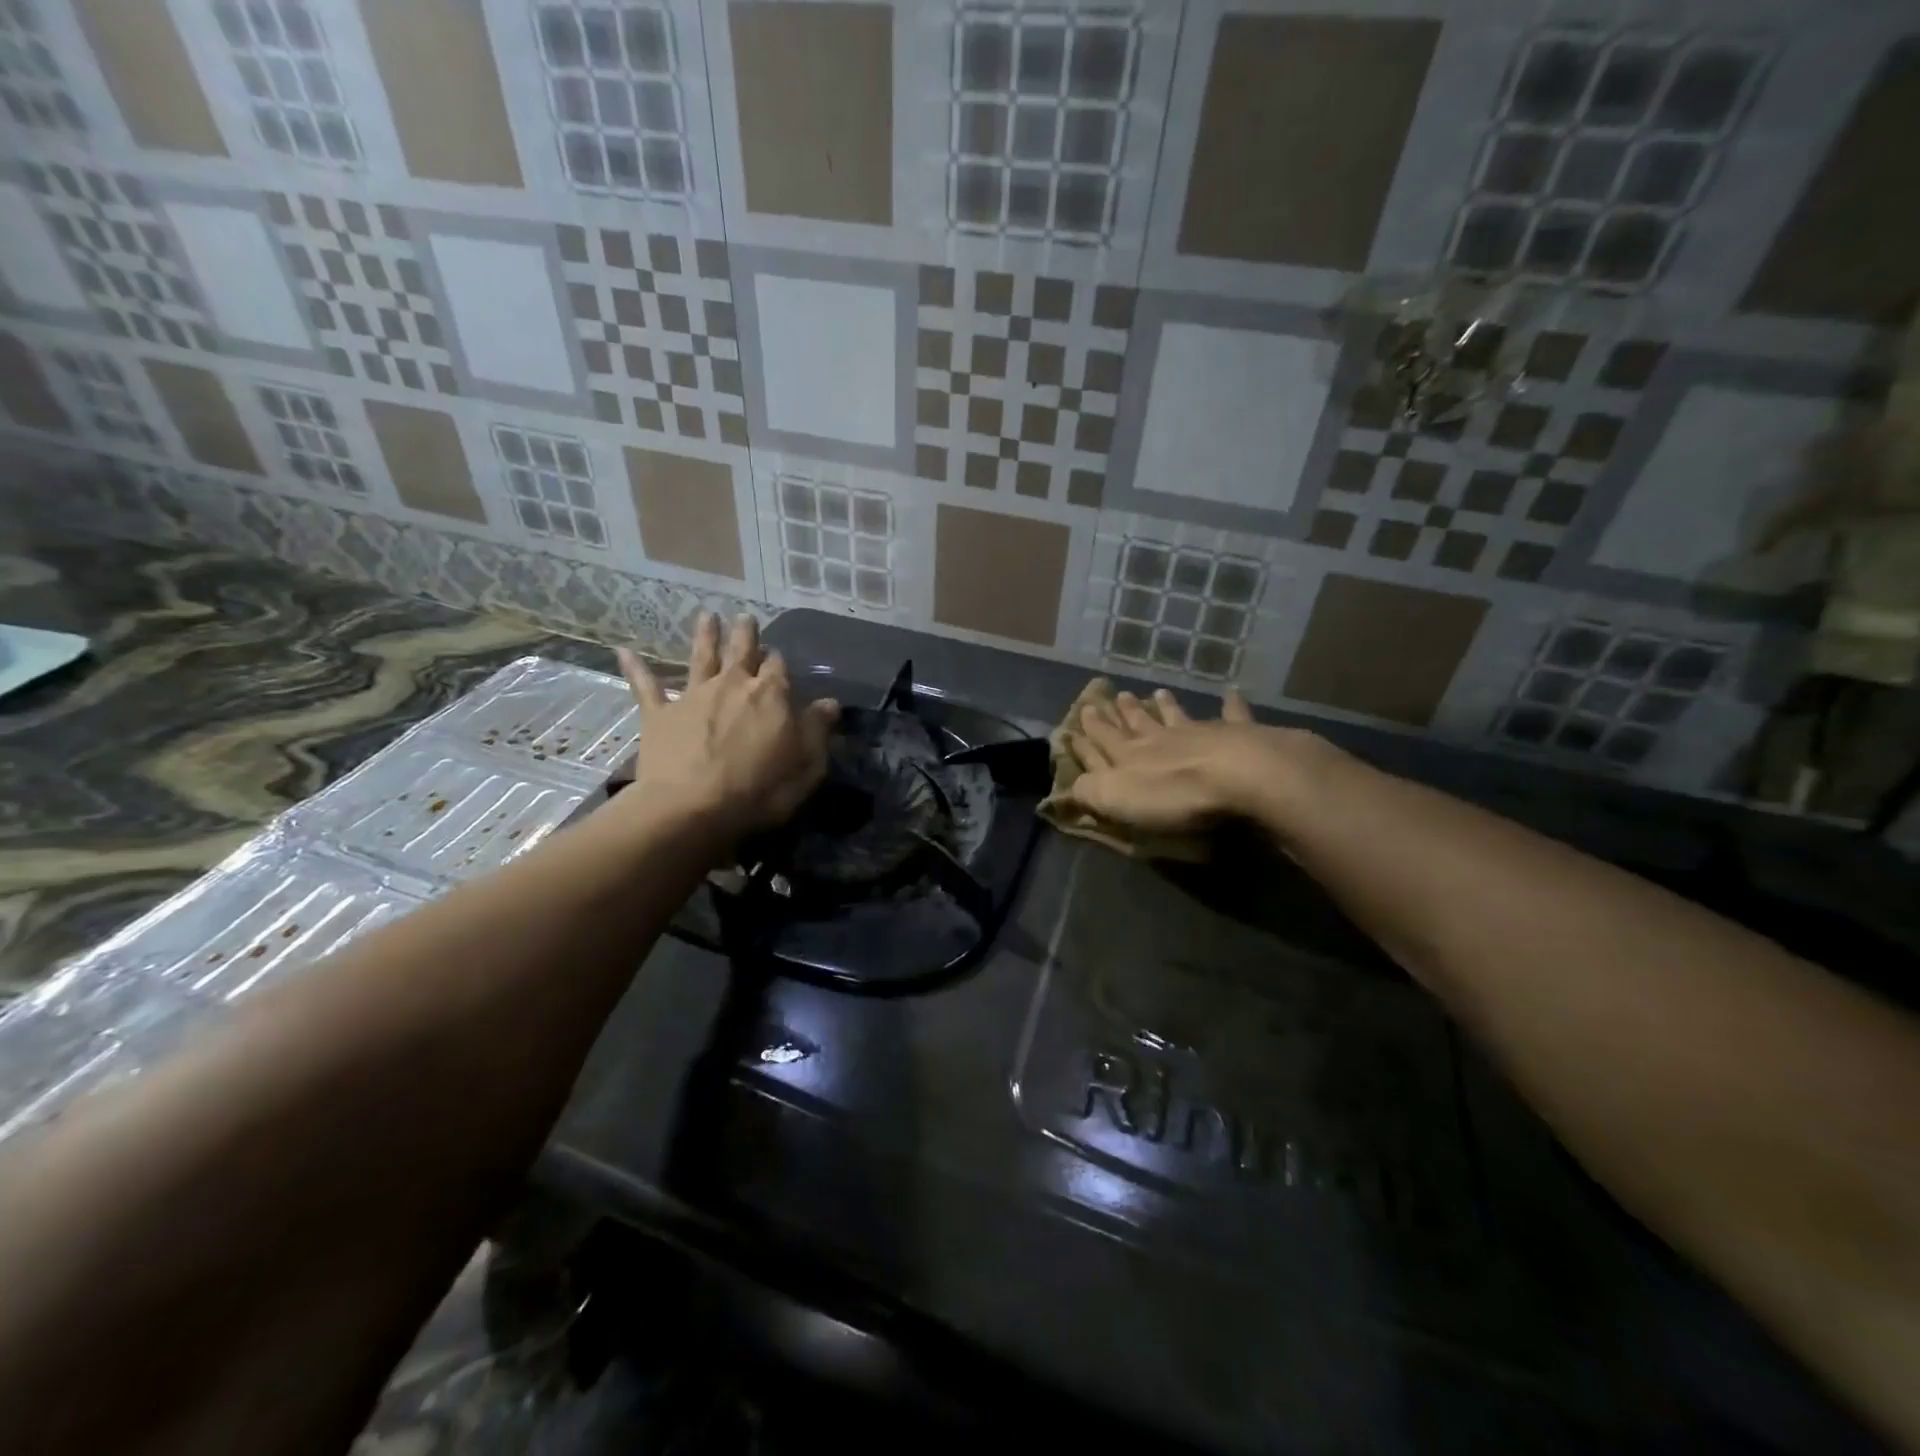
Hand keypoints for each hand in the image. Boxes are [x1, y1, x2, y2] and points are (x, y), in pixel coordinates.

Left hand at [616, 613, 837, 838]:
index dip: (779, 661)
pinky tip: (625, 652)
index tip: (778, 657)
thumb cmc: (760, 790)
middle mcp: (733, 685)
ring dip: (704, 636)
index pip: (779, 668)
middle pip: (741, 651)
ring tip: (706, 616)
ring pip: (701, 658)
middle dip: (745, 633)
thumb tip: (830, 702)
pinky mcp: (659, 714)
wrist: (692, 808)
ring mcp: (693, 696)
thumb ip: (818, 730)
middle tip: (744, 617)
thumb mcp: (807, 765)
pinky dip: (636, 669)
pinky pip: (646, 686)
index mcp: (771, 696)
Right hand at [1067, 688, 1306, 834]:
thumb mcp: (1117, 799)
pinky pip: (1232, 715)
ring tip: (1159, 692)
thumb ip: (1091, 790)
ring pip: (1177, 716)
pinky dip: (1231, 704)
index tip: (1083, 712)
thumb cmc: (1173, 795)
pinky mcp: (1237, 735)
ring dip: (1167, 706)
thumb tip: (1071, 784)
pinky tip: (1232, 691)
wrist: (1237, 776)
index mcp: (1129, 756)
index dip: (1091, 731)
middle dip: (1125, 712)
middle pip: (1139, 723)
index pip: (1103, 741)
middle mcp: (1160, 739)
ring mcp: (1199, 733)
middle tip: (1117, 695)